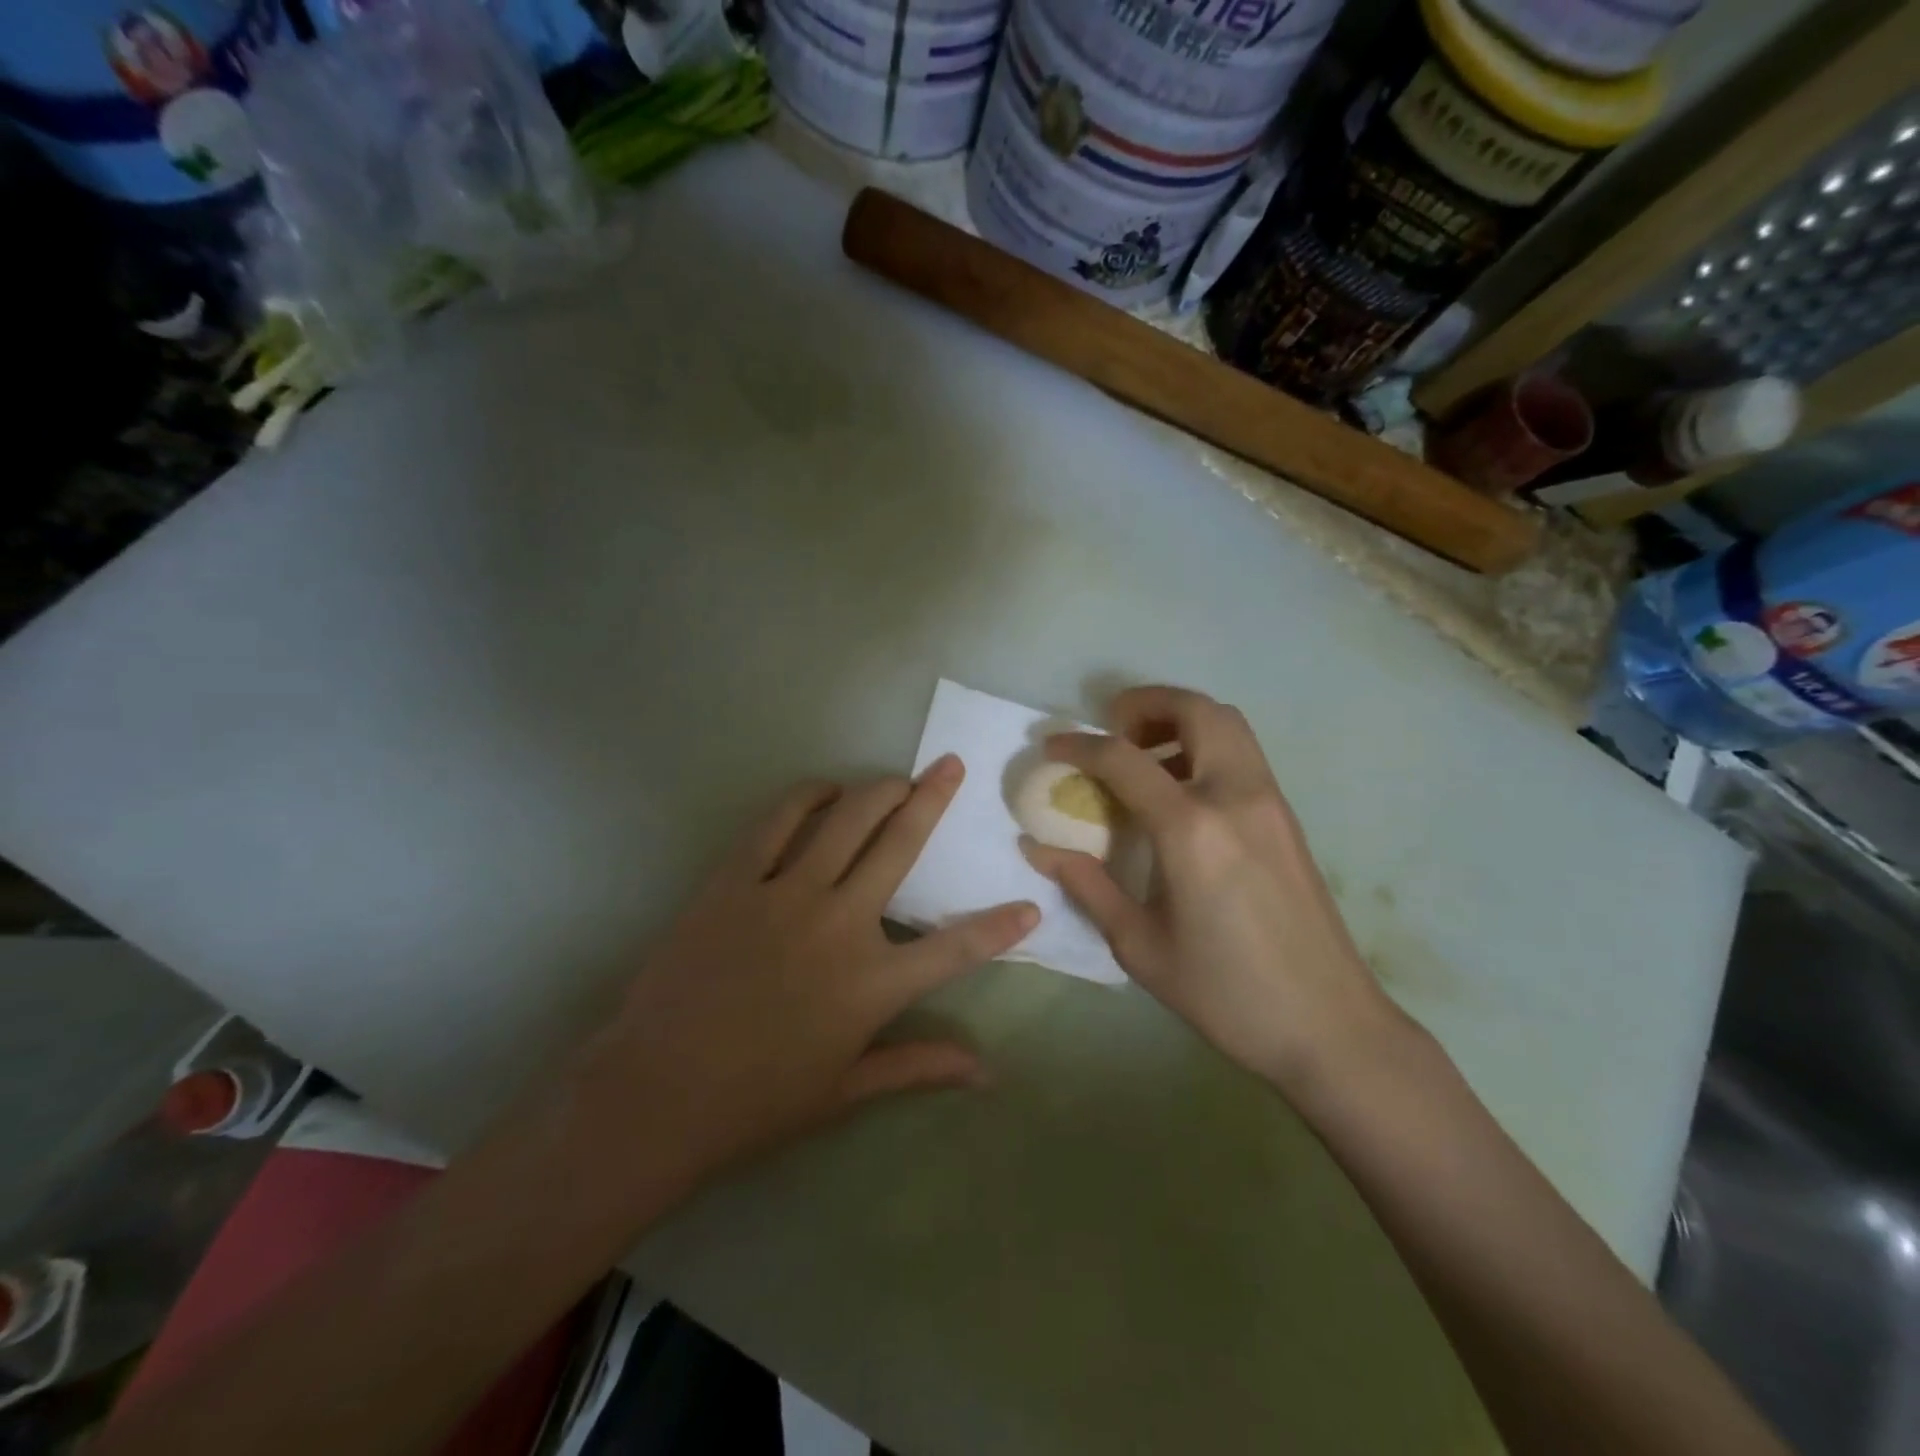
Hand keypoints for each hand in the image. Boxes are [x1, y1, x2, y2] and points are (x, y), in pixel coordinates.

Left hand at [582, 755, 1037, 1188]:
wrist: (656, 1094)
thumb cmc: (757, 1101)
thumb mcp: (847, 1090)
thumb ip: (919, 1066)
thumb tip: (987, 1071)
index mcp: (872, 983)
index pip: (955, 948)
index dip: (999, 927)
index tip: (1030, 905)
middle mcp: (839, 924)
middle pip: (900, 846)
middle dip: (932, 800)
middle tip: (950, 767)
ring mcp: (785, 895)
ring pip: (844, 821)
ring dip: (876, 790)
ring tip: (895, 777)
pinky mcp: (734, 881)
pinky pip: (776, 823)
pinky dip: (806, 798)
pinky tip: (823, 791)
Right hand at [1021, 687, 1399, 1097]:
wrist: (1329, 1026)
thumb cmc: (1226, 993)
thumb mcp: (1140, 946)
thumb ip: (1087, 885)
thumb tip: (1038, 847)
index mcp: (1192, 829)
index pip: (1124, 759)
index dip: (1078, 746)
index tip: (1050, 748)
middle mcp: (1236, 796)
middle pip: (1194, 709)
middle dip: (1144, 704)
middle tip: (1110, 731)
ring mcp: (1270, 801)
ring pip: (1227, 723)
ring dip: (1179, 720)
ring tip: (1143, 758)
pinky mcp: (1287, 817)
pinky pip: (1242, 753)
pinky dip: (1205, 746)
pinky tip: (1180, 794)